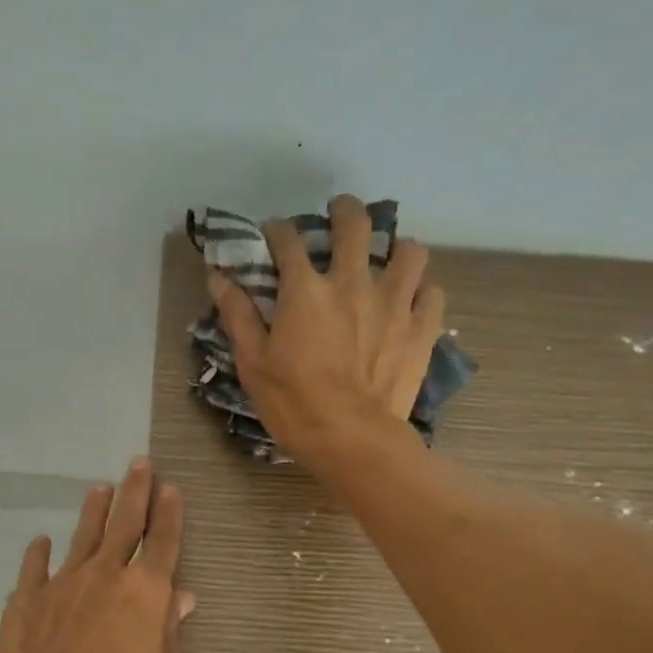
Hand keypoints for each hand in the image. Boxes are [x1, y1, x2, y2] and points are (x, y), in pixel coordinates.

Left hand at [0, 458, 193, 652]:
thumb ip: (172, 631)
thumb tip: (182, 599)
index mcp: (145, 590)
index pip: (163, 541)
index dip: (169, 513)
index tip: (170, 488)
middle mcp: (107, 572)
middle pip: (125, 522)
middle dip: (136, 490)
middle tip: (140, 463)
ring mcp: (65, 579)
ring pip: (84, 534)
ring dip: (94, 508)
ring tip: (99, 487)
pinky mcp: (30, 594)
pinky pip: (36, 565)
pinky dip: (39, 551)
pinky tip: (41, 541)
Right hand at [209, 193, 445, 468]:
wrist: (352, 441)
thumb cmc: (294, 405)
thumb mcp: (253, 364)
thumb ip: (238, 316)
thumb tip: (219, 277)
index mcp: (306, 291)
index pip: (289, 241)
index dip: (277, 231)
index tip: (273, 235)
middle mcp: (353, 283)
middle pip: (355, 224)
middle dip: (344, 211)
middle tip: (338, 217)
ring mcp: (394, 304)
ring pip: (409, 251)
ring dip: (395, 249)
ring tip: (386, 261)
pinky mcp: (421, 329)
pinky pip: (432, 293)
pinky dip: (422, 291)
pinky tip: (412, 302)